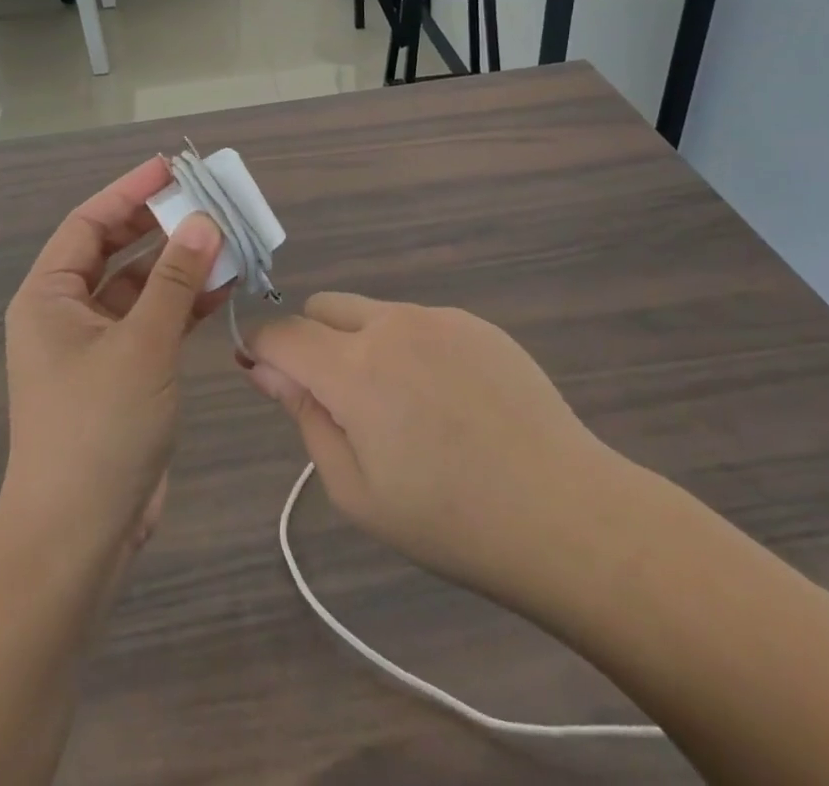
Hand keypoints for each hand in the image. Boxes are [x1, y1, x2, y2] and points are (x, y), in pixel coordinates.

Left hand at [0, 157, 225, 562]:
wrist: (79, 538)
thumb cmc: (98, 430)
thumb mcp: (142, 346)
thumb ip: (175, 280)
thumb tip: (203, 221)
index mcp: (49, 297)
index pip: (89, 223)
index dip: (129, 192)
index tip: (171, 168)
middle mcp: (66, 314)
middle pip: (115, 251)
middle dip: (160, 225)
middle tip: (206, 200)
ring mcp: (96, 346)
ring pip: (140, 287)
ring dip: (179, 265)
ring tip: (226, 239)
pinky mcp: (123, 375)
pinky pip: (154, 322)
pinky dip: (184, 305)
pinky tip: (223, 287)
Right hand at [244, 294, 623, 615]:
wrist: (566, 515)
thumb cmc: (449, 521)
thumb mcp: (356, 490)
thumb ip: (304, 417)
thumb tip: (267, 368)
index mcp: (353, 369)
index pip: (281, 332)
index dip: (262, 349)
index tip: (267, 377)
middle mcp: (390, 324)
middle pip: (322, 307)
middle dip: (312, 342)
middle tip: (342, 403)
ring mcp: (437, 317)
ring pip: (371, 312)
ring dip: (363, 344)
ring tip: (405, 408)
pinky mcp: (475, 322)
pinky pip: (419, 322)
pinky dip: (410, 348)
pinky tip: (449, 400)